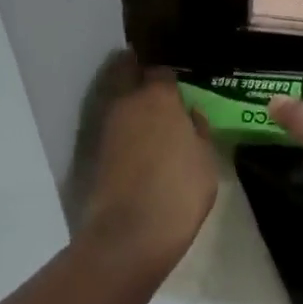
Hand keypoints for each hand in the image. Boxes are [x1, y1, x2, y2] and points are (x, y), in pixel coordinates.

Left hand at [77, 67, 217, 275]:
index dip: (170, 76)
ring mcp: (108, 125)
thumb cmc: (179, 191)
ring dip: (130, 99)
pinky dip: (124, 125)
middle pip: (128, 72)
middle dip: (138, 71)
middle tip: (156, 85)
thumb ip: (198, 129)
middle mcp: (129, 102)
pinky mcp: (96, 149)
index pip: (162, 70)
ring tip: (150, 115)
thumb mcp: (205, 160)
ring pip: (118, 98)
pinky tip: (139, 138)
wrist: (130, 233)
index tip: (179, 83)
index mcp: (159, 96)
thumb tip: (189, 114)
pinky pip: (114, 124)